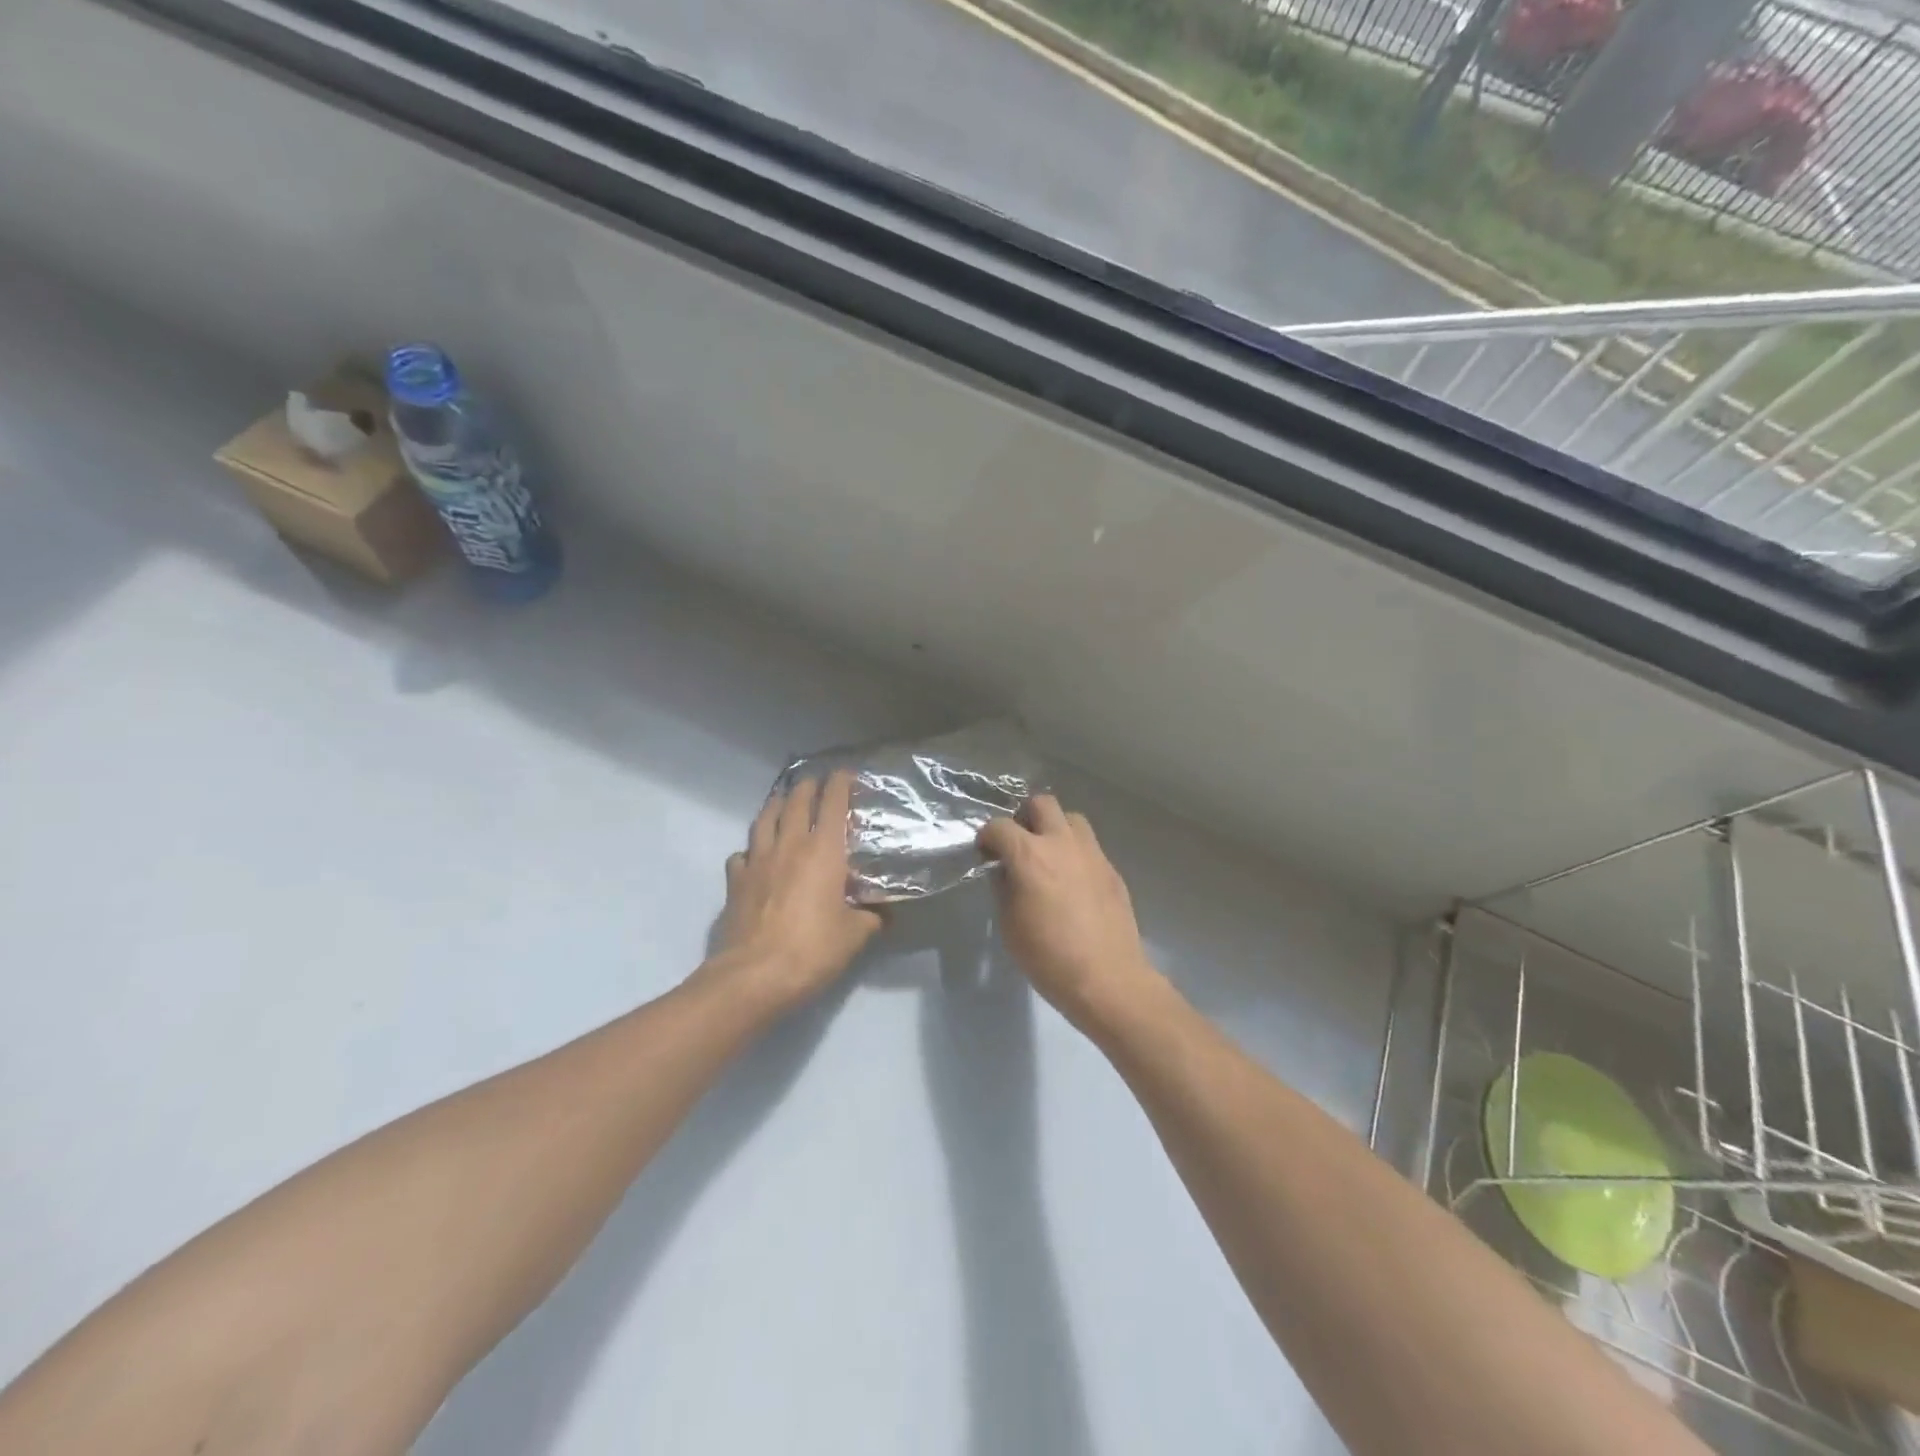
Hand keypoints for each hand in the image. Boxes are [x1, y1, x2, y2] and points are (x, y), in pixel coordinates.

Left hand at [707, 770, 882, 1011]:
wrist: (754, 976)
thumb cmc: (812, 950)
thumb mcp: (855, 935)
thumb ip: (871, 918)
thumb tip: (883, 914)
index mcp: (823, 851)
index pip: (832, 803)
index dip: (840, 783)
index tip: (847, 773)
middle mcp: (789, 846)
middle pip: (796, 801)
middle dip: (807, 786)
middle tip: (816, 781)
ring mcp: (757, 861)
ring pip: (765, 819)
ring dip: (776, 805)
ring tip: (784, 801)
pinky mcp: (735, 881)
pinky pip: (742, 854)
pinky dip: (751, 848)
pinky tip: (755, 855)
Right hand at [977, 795, 1162, 1028]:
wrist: (1107, 978)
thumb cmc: (1048, 957)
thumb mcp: (1009, 925)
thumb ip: (1003, 888)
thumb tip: (1004, 871)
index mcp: (1029, 855)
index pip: (999, 826)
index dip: (987, 837)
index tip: (985, 853)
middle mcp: (1062, 843)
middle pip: (1042, 803)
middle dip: (1024, 817)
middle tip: (1019, 843)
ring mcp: (1092, 853)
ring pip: (1071, 818)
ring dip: (1055, 828)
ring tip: (1049, 856)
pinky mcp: (1111, 869)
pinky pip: (1089, 846)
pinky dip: (1075, 852)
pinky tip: (1072, 882)